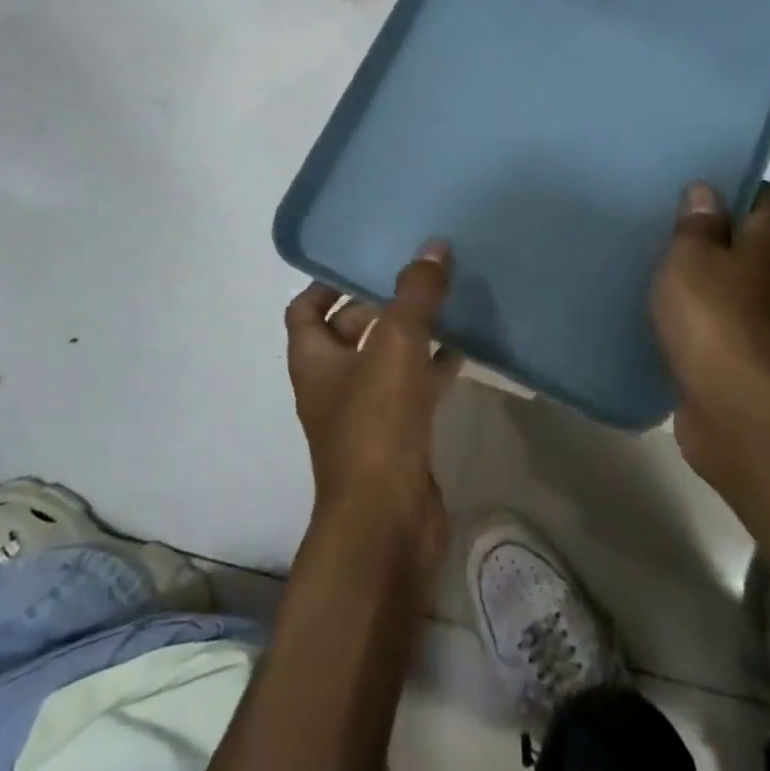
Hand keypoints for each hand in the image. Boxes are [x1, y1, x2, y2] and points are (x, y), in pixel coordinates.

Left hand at [285, 242, 461, 582]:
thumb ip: (415, 295)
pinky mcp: (397, 437)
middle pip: (349, 331)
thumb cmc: (377, 425)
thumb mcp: (396, 346)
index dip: (327, 283)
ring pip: (385, 360)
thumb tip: (433, 247)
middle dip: (379, 303)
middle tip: (415, 275)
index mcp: (314, 360)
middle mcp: (332, 384)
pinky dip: (433, 367)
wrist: (387, 523)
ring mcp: (365, 414)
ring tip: (445, 301)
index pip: (305, 309)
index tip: (362, 260)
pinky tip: (464, 348)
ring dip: (410, 333)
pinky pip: (413, 389)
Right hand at [651, 181, 769, 483]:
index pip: (759, 196)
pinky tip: (660, 305)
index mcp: (769, 241)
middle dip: (711, 227)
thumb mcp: (692, 255)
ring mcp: (760, 318)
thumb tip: (706, 190)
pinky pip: (713, 319)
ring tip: (655, 253)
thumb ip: (697, 223)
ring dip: (700, 271)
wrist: (733, 406)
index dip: (731, 183)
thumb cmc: (713, 315)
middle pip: (745, 240)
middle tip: (664, 211)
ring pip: (727, 280)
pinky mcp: (738, 354)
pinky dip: (693, 311)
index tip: (694, 175)